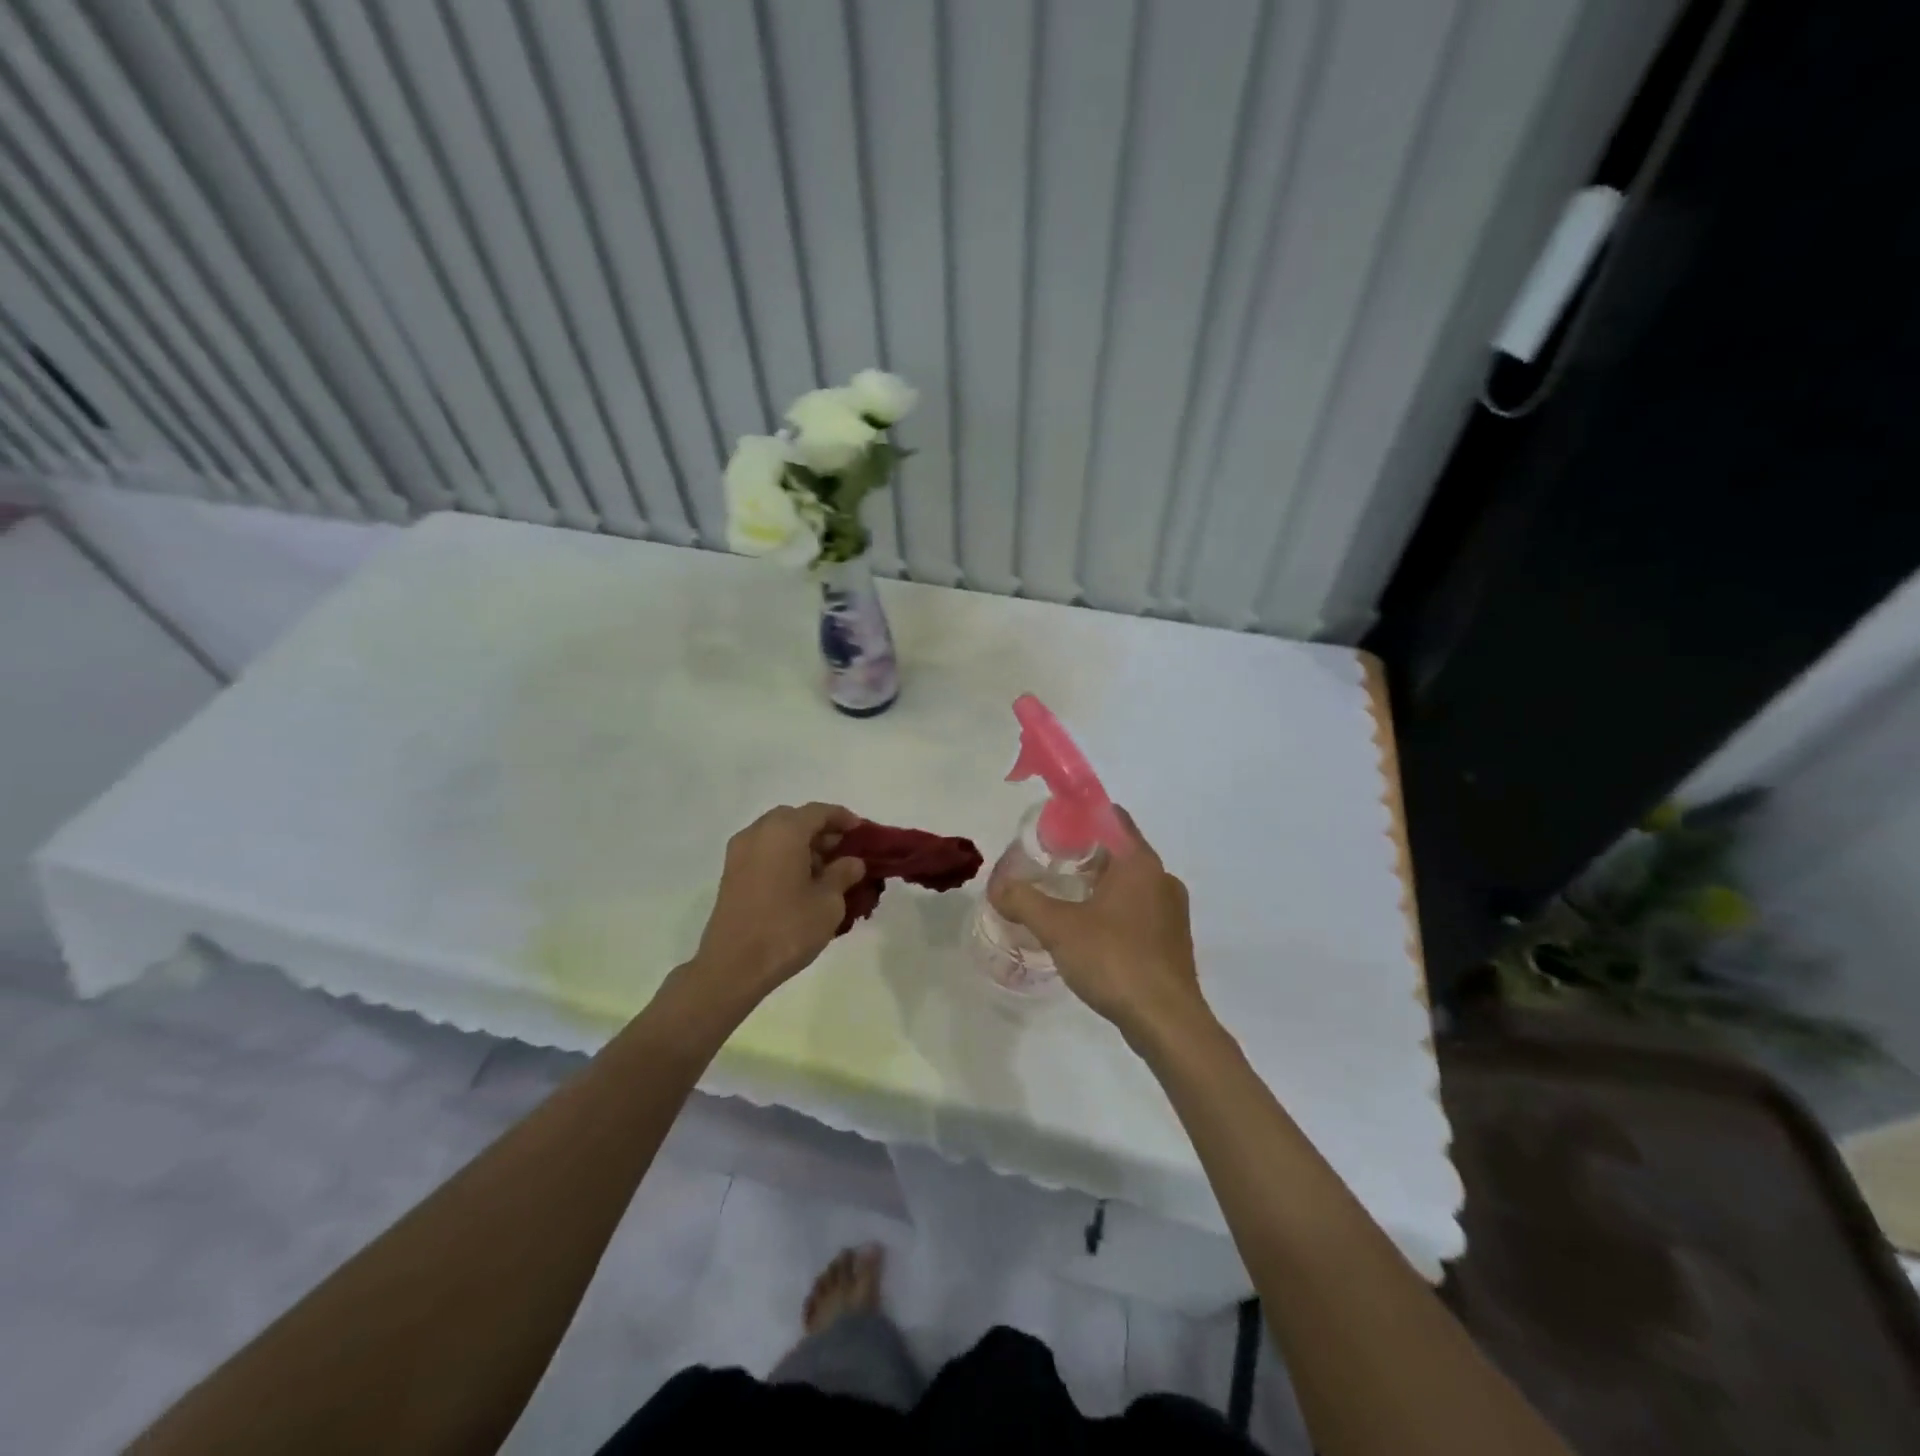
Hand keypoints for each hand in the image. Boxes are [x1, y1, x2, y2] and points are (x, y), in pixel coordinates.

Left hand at [690, 803, 867, 1006]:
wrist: (733, 967)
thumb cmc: (787, 928)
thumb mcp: (828, 902)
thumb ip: (843, 874)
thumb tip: (852, 862)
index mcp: (784, 831)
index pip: (819, 812)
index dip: (843, 818)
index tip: (862, 831)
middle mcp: (758, 833)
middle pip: (795, 819)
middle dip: (821, 831)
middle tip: (844, 851)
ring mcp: (739, 853)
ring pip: (777, 835)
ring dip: (802, 844)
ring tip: (826, 870)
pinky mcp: (731, 874)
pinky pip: (764, 851)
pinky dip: (784, 856)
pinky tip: (801, 882)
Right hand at [989, 808, 1210, 1043]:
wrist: (1166, 1021)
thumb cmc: (1114, 960)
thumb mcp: (1058, 927)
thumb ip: (1024, 901)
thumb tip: (998, 887)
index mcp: (1140, 863)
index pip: (1112, 818)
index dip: (1081, 816)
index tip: (1051, 828)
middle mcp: (1162, 878)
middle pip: (1119, 851)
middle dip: (1084, 854)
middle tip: (1048, 864)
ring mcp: (1172, 911)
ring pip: (1130, 883)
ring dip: (1099, 885)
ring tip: (1063, 898)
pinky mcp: (1173, 940)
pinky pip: (1139, 910)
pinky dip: (1114, 910)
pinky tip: (1089, 932)